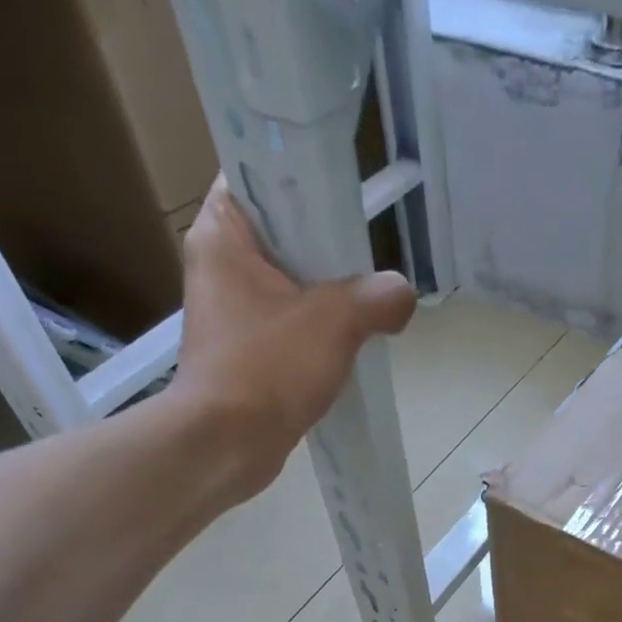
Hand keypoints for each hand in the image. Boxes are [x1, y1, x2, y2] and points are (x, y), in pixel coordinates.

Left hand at [167, 174, 417, 502]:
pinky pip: (288, 328)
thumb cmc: (268, 368)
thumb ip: (377, 298)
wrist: (228, 445)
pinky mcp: (244, 355)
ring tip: (370, 299)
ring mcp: (230, 314)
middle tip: (369, 252)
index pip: (255, 177)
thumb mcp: (334, 322)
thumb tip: (402, 294)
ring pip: (288, 286)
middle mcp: (219, 266)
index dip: (298, 177)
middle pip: (280, 234)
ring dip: (326, 294)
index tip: (342, 193)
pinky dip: (317, 332)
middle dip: (325, 245)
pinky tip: (350, 345)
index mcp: (222, 234)